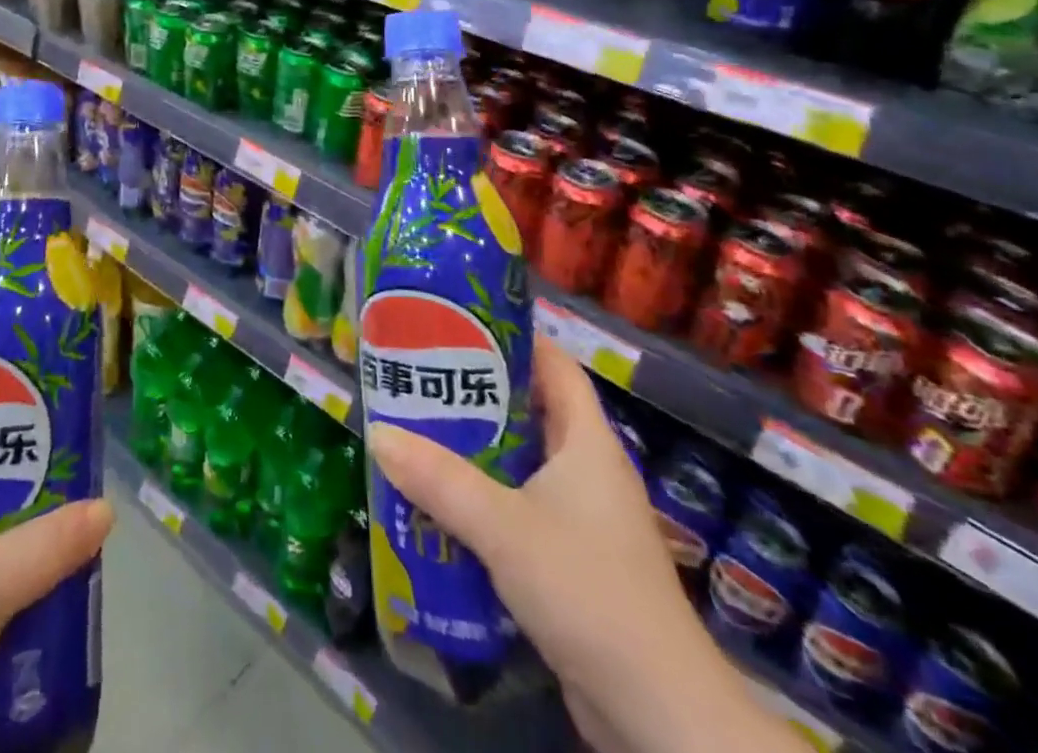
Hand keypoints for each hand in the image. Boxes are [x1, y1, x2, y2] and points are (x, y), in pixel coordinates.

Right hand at [367, 336, 802, 752]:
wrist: (658, 715)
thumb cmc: (588, 590)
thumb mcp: (504, 527)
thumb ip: (440, 480)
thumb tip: (379, 433)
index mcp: (588, 442)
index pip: (554, 365)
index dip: (512, 338)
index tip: (459, 323)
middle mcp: (587, 471)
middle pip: (529, 411)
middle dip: (475, 395)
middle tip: (419, 377)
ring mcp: (581, 519)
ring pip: (519, 465)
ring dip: (473, 452)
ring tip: (416, 433)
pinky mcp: (570, 562)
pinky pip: (517, 510)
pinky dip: (481, 501)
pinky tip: (438, 504)